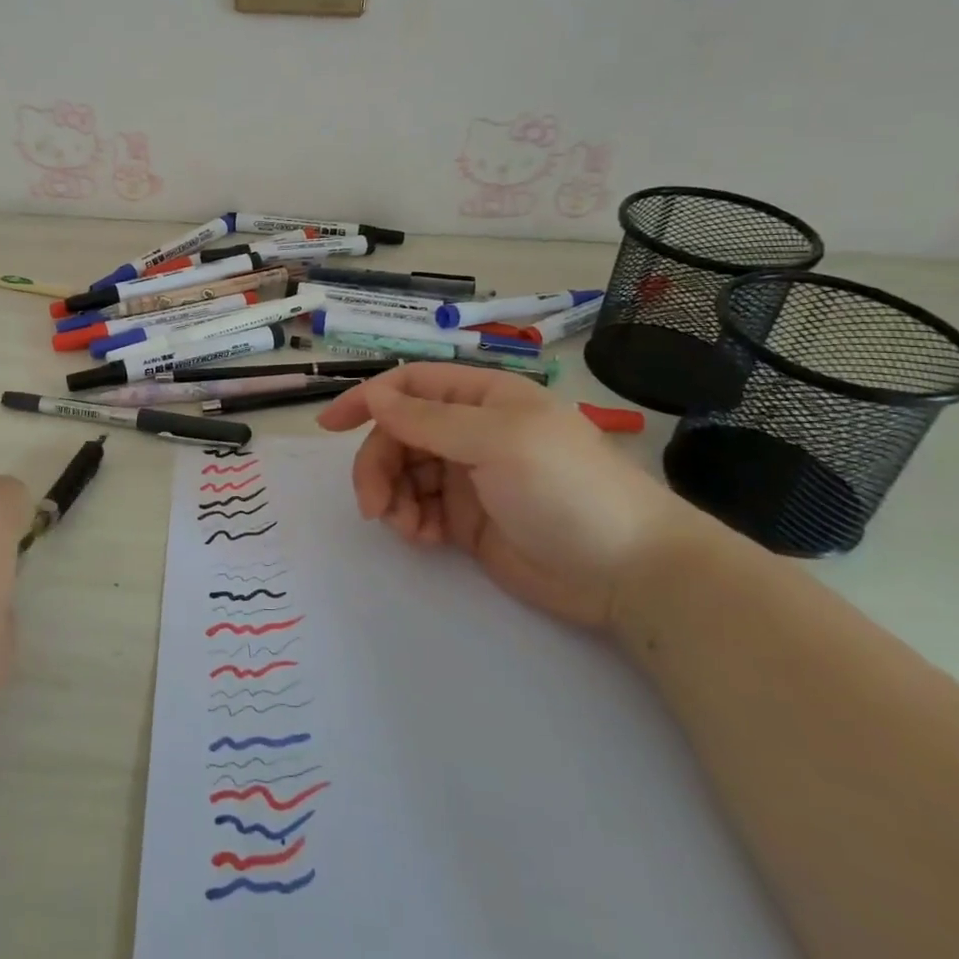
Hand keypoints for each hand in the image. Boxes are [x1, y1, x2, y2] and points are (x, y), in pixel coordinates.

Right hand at [316, 365, 707, 628]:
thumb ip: (429, 420)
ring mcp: (468, 476)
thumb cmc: (565, 488)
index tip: (329, 425)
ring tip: (405, 527)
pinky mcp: (468, 520)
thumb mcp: (496, 441)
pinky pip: (419, 509)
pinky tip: (423, 538)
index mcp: (481, 398)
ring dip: (391, 496)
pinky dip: (410, 520)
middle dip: (378, 464)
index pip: (409, 386)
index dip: (367, 399)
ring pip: (403, 473)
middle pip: (398, 434)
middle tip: (372, 505)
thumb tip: (375, 397)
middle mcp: (469, 431)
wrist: (629, 572)